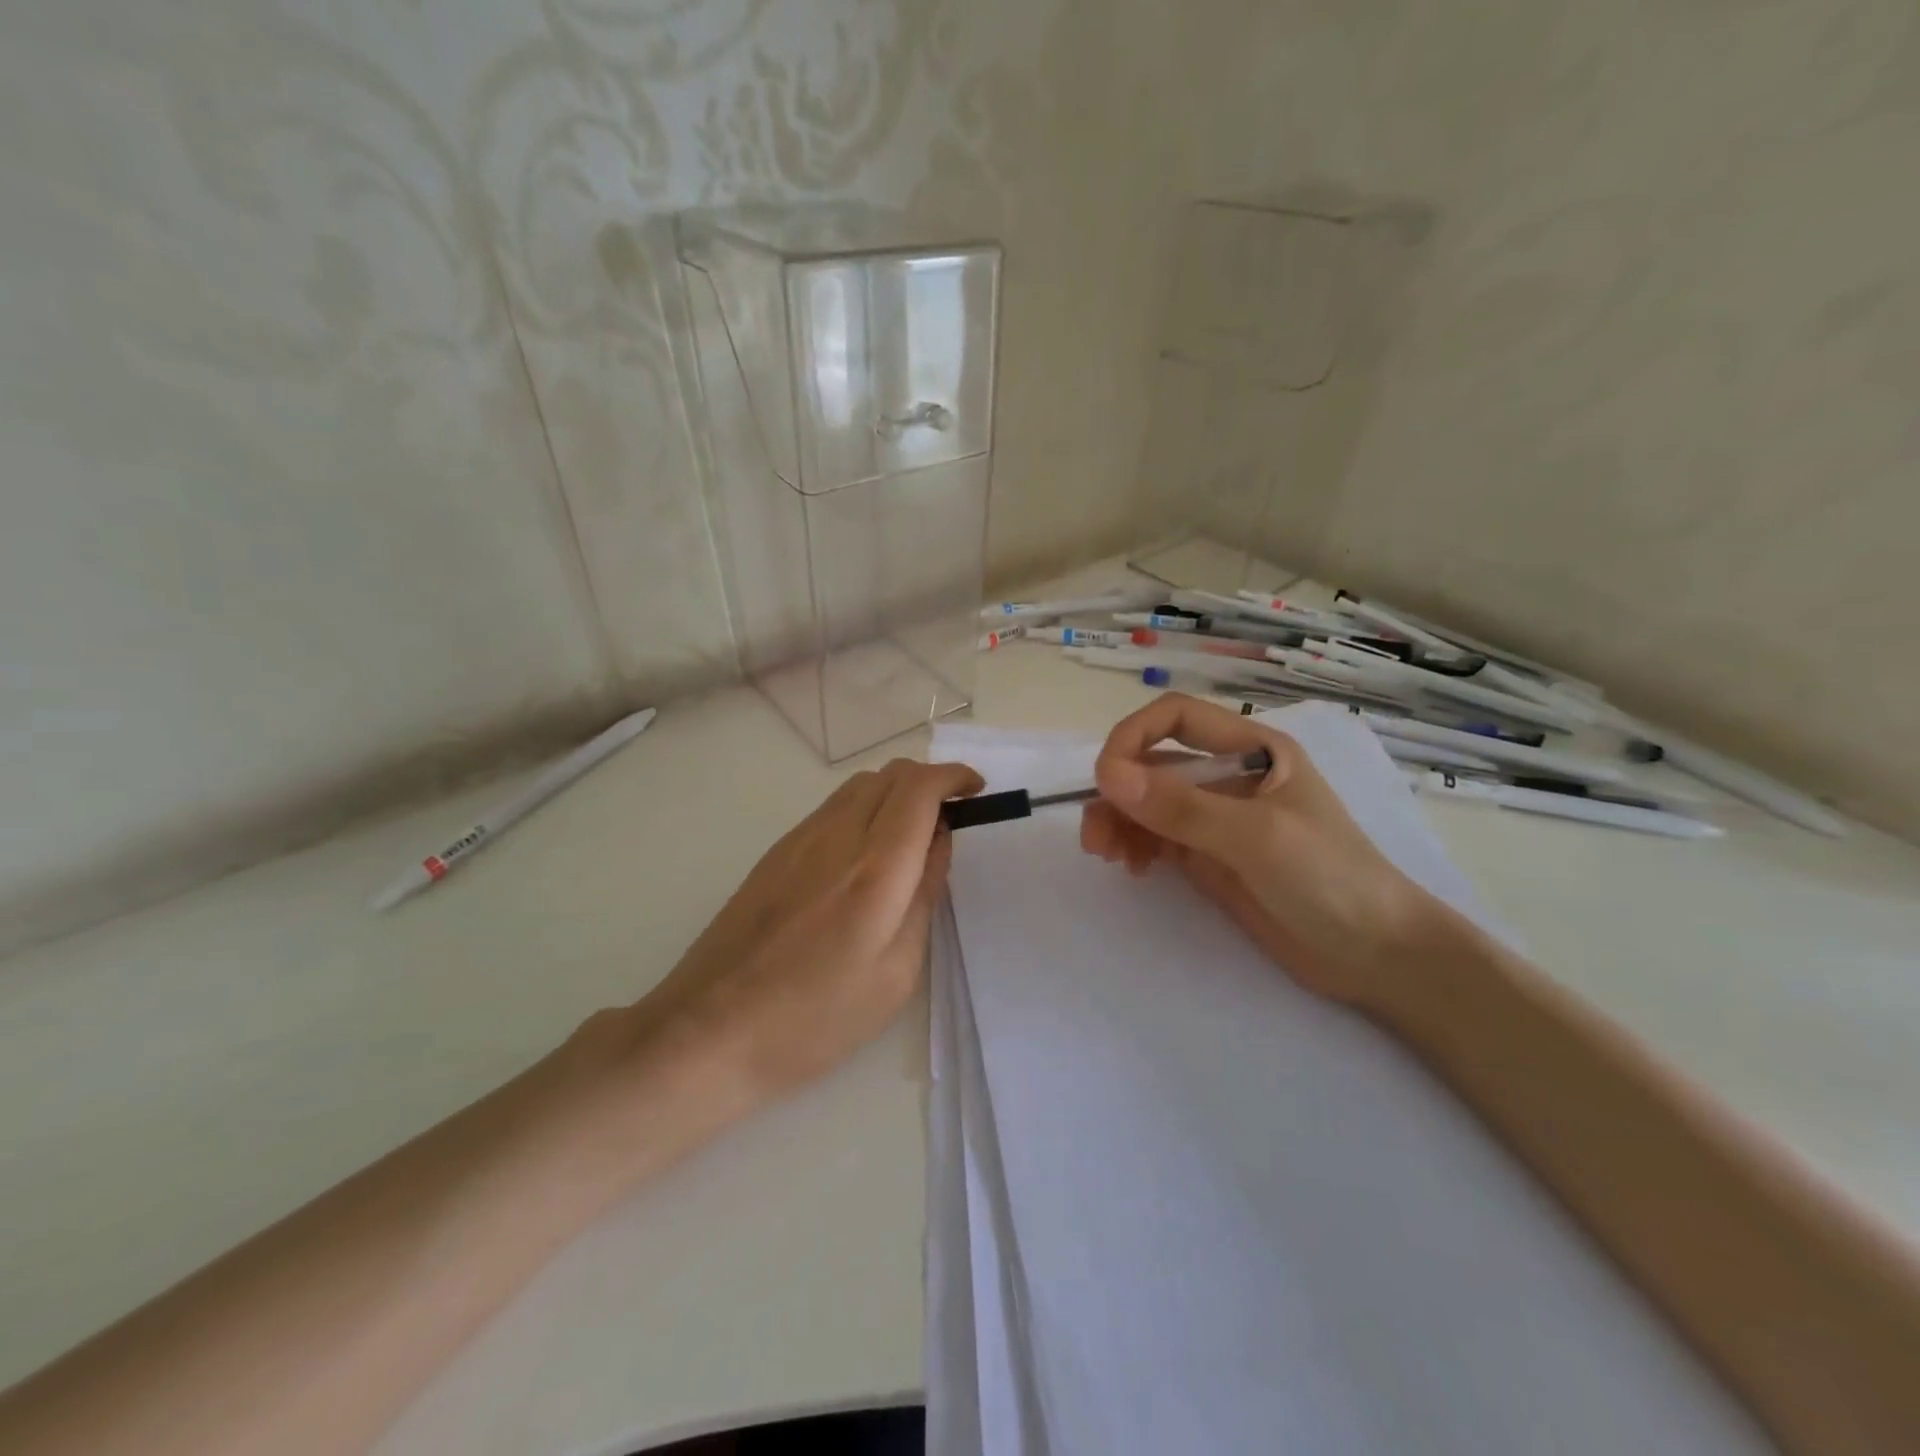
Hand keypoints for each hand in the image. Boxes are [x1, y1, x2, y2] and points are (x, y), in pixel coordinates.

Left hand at [635, 757, 982, 1106]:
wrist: (709, 1031)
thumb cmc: (815, 1020)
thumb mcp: (895, 974)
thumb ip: (925, 895)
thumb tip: (939, 840)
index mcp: (875, 870)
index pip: (921, 788)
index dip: (954, 777)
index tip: (975, 792)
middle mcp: (837, 837)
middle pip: (891, 773)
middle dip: (930, 782)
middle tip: (949, 820)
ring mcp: (799, 839)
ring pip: (860, 784)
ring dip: (896, 793)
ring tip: (911, 836)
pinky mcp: (775, 852)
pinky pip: (833, 807)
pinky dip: (865, 808)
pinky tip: (866, 855)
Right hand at [1080, 693, 1440, 1005]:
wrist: (1376, 955)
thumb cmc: (1330, 879)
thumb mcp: (1256, 837)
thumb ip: (1181, 807)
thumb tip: (1107, 777)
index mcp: (1252, 750)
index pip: (1175, 718)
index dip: (1132, 737)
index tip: (1105, 779)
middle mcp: (1229, 776)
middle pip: (1154, 764)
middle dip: (1119, 791)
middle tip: (1095, 835)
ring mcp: (1218, 819)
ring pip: (1149, 803)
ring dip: (1120, 822)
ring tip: (1109, 856)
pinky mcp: (1211, 858)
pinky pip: (1159, 838)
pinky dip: (1137, 846)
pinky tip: (1134, 868)